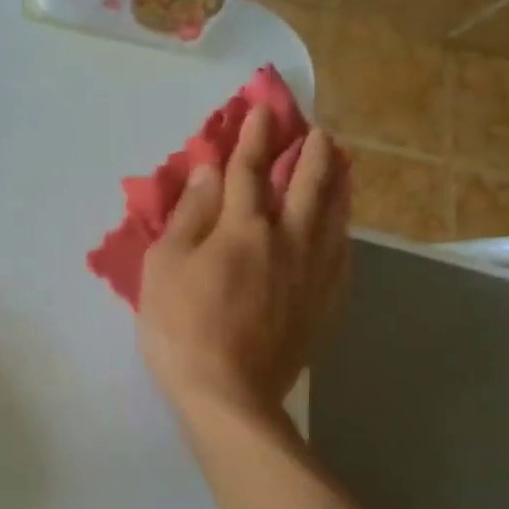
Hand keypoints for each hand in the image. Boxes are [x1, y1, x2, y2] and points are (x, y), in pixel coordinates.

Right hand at [138, 107, 349, 420]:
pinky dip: (343, 230)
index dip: (254, 138)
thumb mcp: (165, 267)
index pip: (250, 171)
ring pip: (335, 217)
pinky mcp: (324, 304)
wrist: (228, 396)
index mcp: (244, 229)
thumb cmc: (182, 328)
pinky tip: (341, 228)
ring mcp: (313, 275)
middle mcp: (288, 241)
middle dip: (311, 153)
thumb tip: (210, 172)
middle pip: (308, 186)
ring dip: (337, 184)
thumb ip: (190, 216)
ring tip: (340, 165)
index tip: (262, 112)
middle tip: (316, 132)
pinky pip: (342, 255)